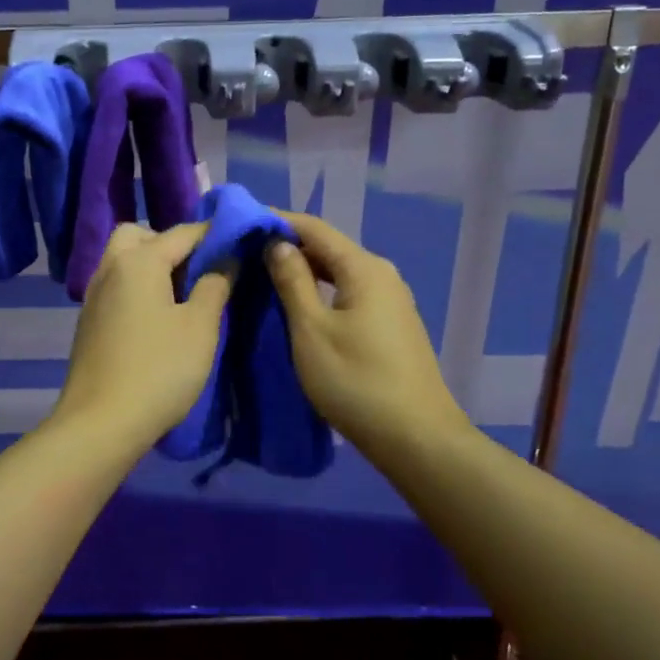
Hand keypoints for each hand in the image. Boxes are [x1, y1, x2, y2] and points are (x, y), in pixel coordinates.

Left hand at [52, 222, 232, 450]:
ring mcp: (93, 296)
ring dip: (151, 266)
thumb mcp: (200, 327)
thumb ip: (215, 284)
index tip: (240, 241)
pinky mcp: (88, 322)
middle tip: (199, 271)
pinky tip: (157, 319)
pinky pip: (116, 286)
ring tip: (183, 297)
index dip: (214, 233)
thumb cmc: (159, 370)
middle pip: (139, 236)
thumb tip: (225, 258)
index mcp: (138, 261)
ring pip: (123, 261)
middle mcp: (110, 268)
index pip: (182, 232)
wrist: (100, 424)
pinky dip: (137, 288)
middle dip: (170, 244)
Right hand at [265, 212, 466, 455]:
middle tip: (247, 253)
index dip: (278, 221)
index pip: (314, 228)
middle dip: (289, 246)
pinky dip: (322, 290)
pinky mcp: (392, 323)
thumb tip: (277, 242)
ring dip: (305, 270)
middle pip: (329, 247)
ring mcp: (391, 300)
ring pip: (340, 272)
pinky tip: (301, 304)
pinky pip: (350, 292)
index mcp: (364, 268)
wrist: (417, 438)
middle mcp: (382, 274)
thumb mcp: (311, 330)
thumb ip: (293, 281)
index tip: (242, 223)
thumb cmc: (356, 381)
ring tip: (266, 276)